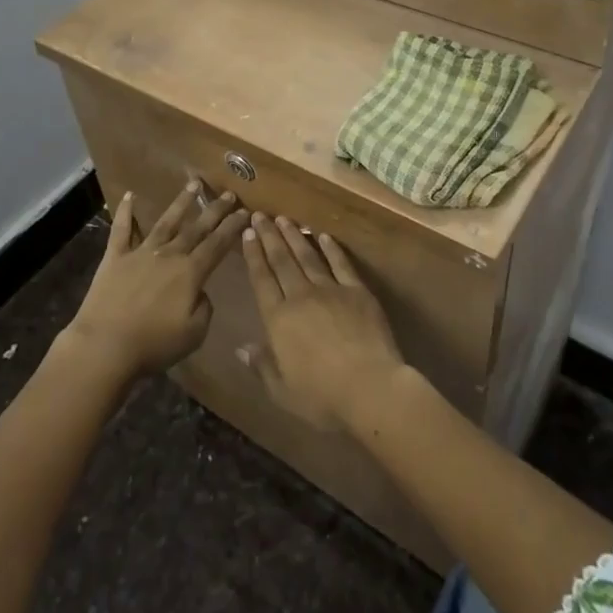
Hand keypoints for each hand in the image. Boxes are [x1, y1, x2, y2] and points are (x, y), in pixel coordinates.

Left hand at [61, 183, 247, 383]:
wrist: (105, 345)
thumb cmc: (153, 344)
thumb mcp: (194, 334)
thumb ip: (204, 307)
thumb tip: (200, 291)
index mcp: (190, 273)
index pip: (218, 245)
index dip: (233, 227)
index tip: (245, 212)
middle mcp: (169, 255)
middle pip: (196, 228)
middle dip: (215, 210)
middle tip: (228, 194)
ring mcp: (141, 252)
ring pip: (166, 221)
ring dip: (181, 202)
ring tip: (194, 184)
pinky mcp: (115, 257)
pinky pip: (121, 229)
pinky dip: (125, 211)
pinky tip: (129, 195)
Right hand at [240, 213, 408, 432]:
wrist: (370, 387)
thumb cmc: (322, 397)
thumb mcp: (283, 391)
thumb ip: (262, 366)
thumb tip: (241, 348)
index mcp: (278, 319)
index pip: (262, 279)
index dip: (253, 255)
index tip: (248, 233)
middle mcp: (300, 296)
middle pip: (282, 260)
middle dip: (270, 236)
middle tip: (260, 215)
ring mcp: (330, 290)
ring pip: (308, 256)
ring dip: (295, 236)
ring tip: (284, 218)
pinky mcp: (357, 291)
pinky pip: (341, 264)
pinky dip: (331, 248)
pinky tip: (324, 235)